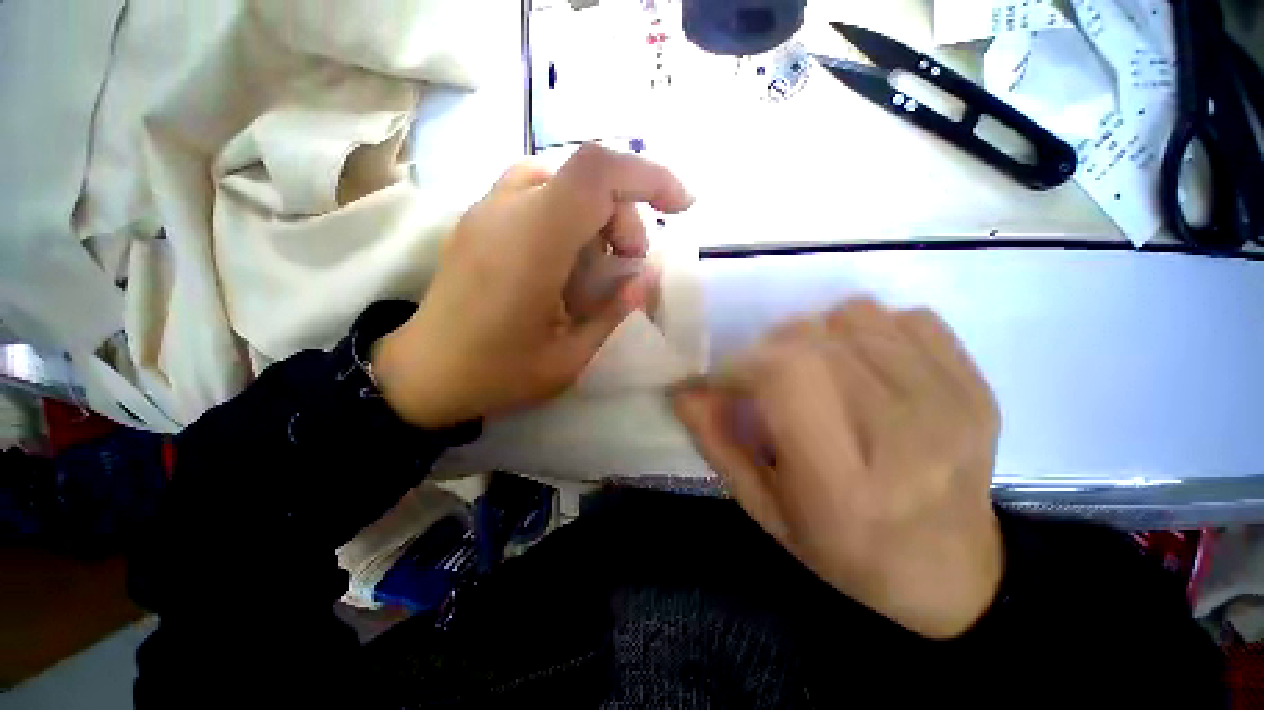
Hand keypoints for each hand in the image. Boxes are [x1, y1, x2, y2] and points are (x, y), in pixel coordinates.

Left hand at [372, 144, 692, 427]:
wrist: (422, 373)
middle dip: (624, 216)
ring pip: (563, 180)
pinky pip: (538, 191)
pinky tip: (569, 255)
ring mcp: (486, 209)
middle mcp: (505, 212)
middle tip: (629, 266)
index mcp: (530, 246)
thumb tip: (644, 279)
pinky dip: (570, 213)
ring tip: (600, 264)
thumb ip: (613, 313)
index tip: (681, 206)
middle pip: (586, 178)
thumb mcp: (569, 359)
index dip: (647, 177)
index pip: (596, 174)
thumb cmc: (496, 375)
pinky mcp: (479, 218)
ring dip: (598, 214)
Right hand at [673, 299, 1002, 637]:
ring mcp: (949, 400)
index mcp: (844, 482)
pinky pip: (906, 317)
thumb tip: (684, 391)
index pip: (783, 377)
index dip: (739, 367)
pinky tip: (867, 366)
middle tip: (765, 383)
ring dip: (816, 336)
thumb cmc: (845, 551)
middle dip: (768, 351)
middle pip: (813, 339)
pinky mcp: (974, 383)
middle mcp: (903, 432)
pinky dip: (871, 330)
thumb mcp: (765, 509)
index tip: (723, 383)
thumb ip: (718, 444)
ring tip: (815, 372)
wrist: (952, 572)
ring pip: (854, 315)